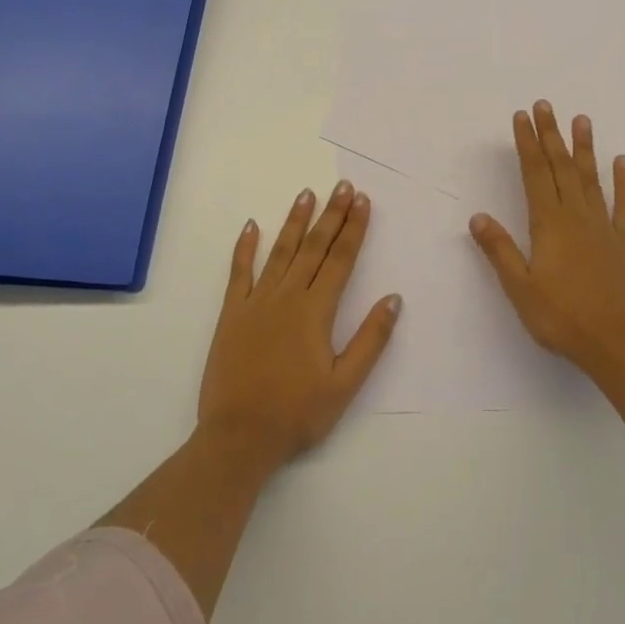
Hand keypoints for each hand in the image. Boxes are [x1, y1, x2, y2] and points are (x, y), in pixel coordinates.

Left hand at [197, 181, 400, 471]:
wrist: (238, 437)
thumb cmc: (297, 414)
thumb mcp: (344, 385)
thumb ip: (370, 340)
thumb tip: (394, 299)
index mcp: (316, 311)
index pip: (341, 259)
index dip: (354, 228)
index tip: (363, 201)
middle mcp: (287, 296)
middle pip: (314, 247)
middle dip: (332, 214)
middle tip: (343, 186)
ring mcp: (256, 302)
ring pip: (280, 251)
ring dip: (295, 221)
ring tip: (306, 194)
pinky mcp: (231, 314)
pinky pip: (238, 272)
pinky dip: (244, 248)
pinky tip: (250, 226)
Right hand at [469, 101, 624, 374]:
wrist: (618, 344)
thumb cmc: (562, 318)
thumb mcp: (520, 288)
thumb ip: (499, 250)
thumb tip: (477, 217)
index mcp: (549, 224)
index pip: (535, 174)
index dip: (527, 144)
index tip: (522, 117)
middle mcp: (576, 216)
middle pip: (561, 167)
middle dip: (551, 135)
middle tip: (545, 105)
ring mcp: (604, 227)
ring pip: (591, 178)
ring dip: (584, 148)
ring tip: (581, 119)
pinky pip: (624, 205)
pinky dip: (624, 181)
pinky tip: (622, 160)